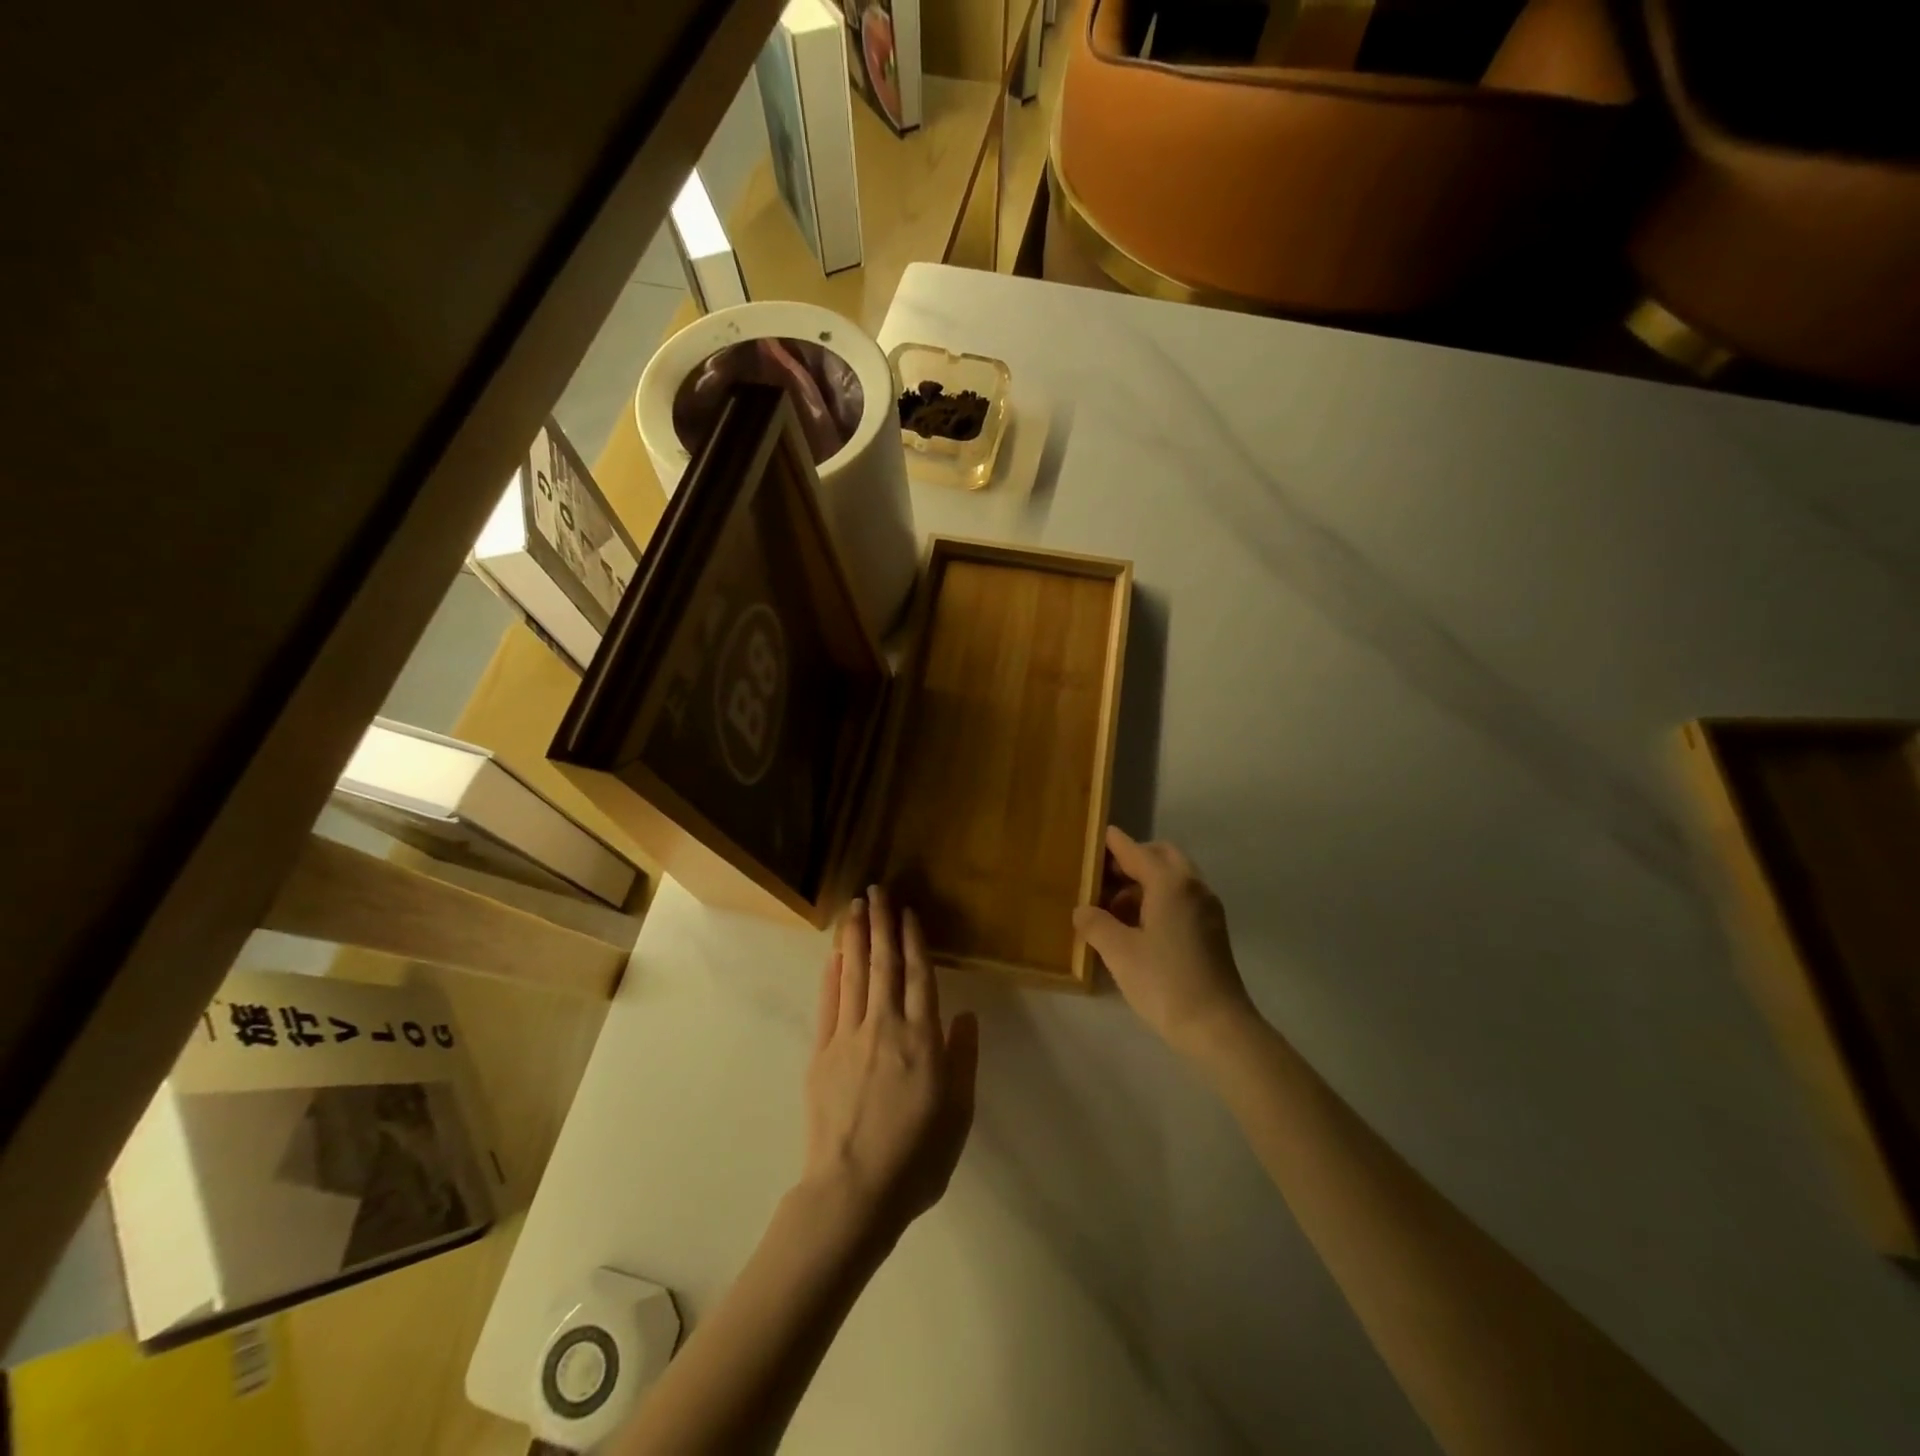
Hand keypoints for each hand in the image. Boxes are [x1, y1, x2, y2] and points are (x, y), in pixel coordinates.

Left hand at [801, 886, 978, 1242]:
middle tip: (876, 890)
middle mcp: (885, 1027)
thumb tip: (966, 1014)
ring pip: (853, 975)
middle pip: (884, 964)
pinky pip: (828, 1004)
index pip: (919, 976)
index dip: (914, 940)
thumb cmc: (916, 1158)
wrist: (853, 1193)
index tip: (908, 911)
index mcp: (922, 1039)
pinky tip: (833, 954)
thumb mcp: (958, 1113)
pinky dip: (831, 975)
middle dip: (881, 924)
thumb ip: (962, 1058)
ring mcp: (848, 1037)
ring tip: (854, 907)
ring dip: (854, 937)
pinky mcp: (821, 1053)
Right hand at [1074, 827, 1255, 1059]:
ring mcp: (1207, 908)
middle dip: (1131, 861)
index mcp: (1170, 883)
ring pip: (1173, 878)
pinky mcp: (1212, 929)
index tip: (1093, 836)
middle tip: (1102, 878)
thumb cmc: (1165, 982)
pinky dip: (1158, 899)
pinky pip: (1181, 898)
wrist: (1218, 1028)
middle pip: (1160, 856)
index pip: (1135, 850)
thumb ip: (1095, 923)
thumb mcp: (1119, 952)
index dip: (1112, 843)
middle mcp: (1193, 886)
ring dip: (1144, 883)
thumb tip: (1082, 910)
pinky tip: (1137, 927)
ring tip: (1113, 909)